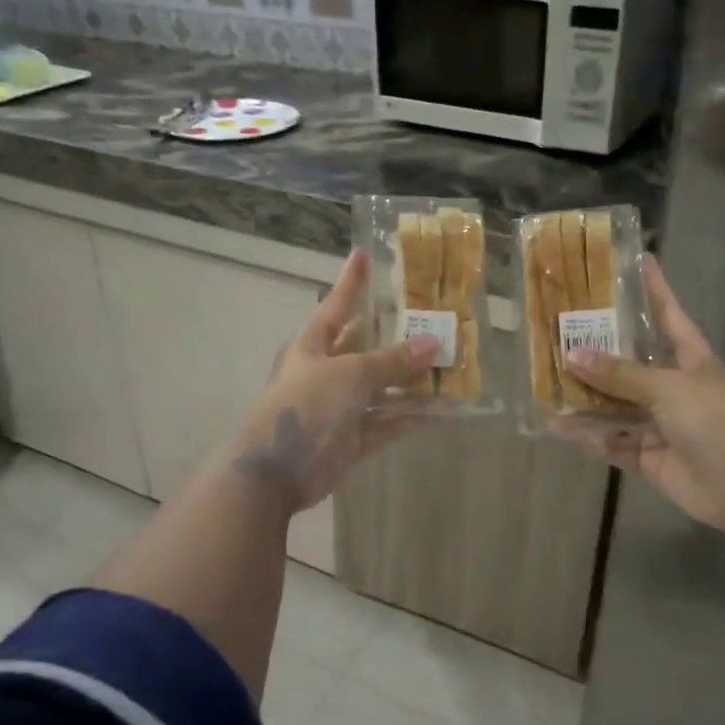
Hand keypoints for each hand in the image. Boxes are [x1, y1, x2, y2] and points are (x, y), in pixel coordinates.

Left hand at [224, 248, 435, 512]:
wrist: (275, 471)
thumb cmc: (305, 406)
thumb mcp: (350, 374)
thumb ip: (392, 361)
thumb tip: (433, 343)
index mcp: (313, 347)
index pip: (337, 306)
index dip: (351, 281)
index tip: (363, 253)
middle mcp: (326, 372)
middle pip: (365, 348)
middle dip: (396, 337)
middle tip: (432, 319)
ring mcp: (339, 408)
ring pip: (381, 390)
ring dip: (411, 383)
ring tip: (449, 367)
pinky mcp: (351, 440)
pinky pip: (385, 425)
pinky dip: (409, 419)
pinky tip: (440, 410)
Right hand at [560, 256, 724, 536]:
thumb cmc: (717, 419)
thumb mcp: (668, 386)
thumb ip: (620, 374)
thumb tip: (571, 355)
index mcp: (690, 357)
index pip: (667, 313)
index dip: (652, 288)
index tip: (635, 259)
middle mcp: (674, 386)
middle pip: (631, 362)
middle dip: (598, 349)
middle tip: (558, 328)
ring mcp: (663, 424)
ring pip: (616, 406)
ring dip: (586, 398)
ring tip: (546, 381)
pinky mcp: (652, 458)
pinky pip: (614, 443)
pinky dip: (590, 437)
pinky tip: (559, 426)